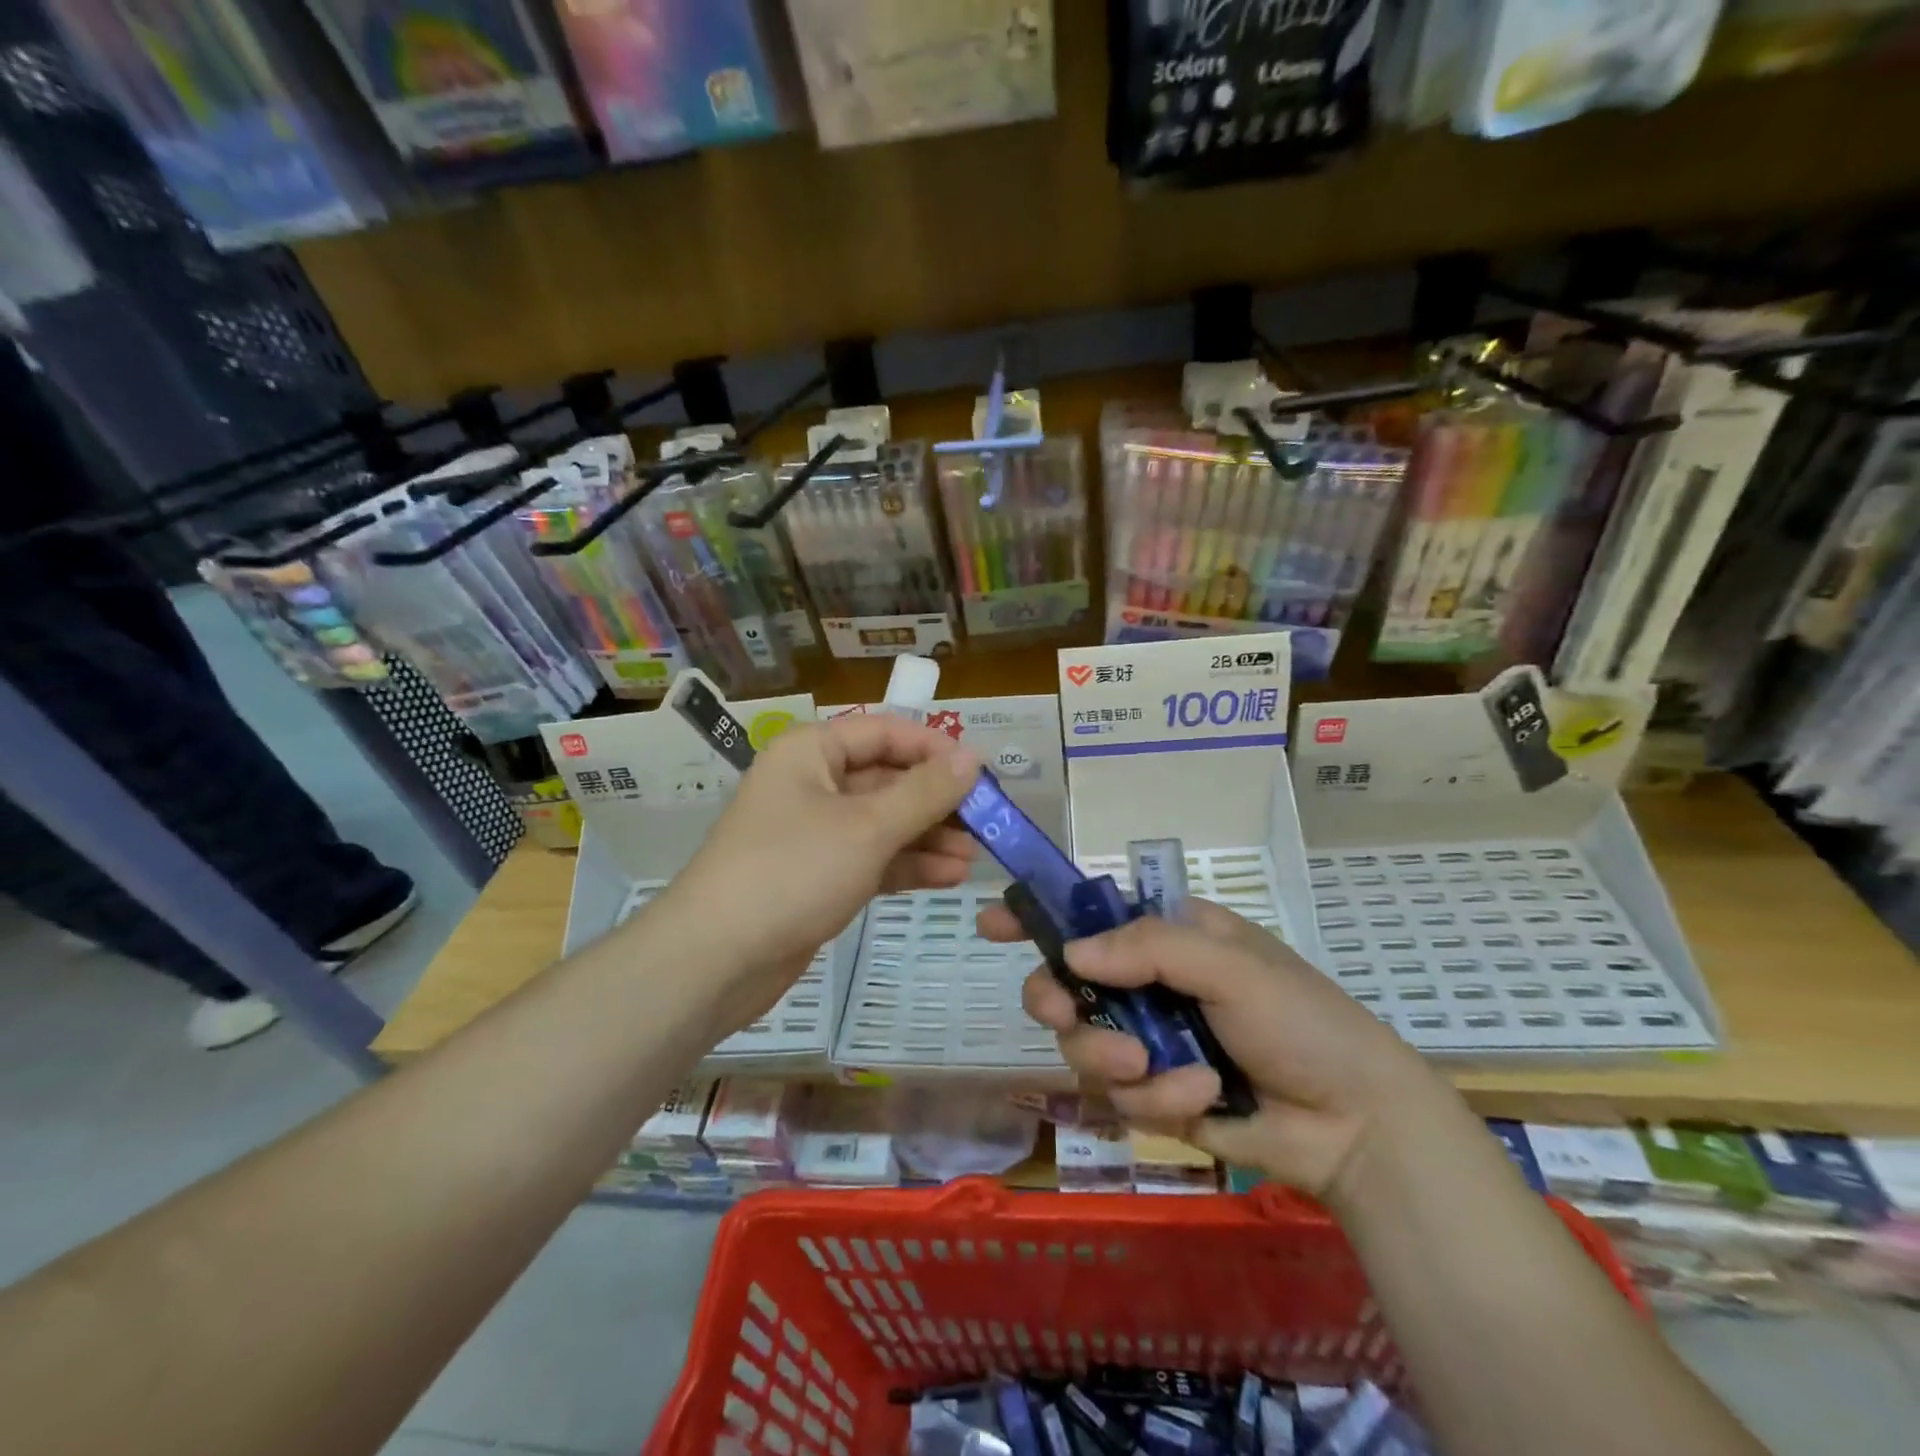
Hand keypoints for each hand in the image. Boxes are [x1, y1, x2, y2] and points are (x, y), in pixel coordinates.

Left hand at [663, 715, 979, 1032]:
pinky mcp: (818, 876)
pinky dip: (907, 865)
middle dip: (936, 801)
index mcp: (812, 752)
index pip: (884, 731)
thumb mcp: (868, 827)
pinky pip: (872, 858)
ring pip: (883, 822)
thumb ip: (925, 792)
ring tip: (975, 857)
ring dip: (928, 836)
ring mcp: (814, 833)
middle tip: (986, 822)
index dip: (934, 748)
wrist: (716, 960)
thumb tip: (973, 756)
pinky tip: (949, 877)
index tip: (980, 773)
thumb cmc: (792, 872)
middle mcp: (812, 784)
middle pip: (887, 779)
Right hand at [979, 897, 1442, 1199]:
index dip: (1038, 916)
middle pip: (1065, 985)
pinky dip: (1159, 1100)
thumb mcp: (1232, 966)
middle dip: (1060, 1003)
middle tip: (1065, 1016)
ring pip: (1083, 1046)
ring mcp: (1147, 1040)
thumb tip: (1071, 954)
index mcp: (1167, 936)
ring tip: (1170, 1072)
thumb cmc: (1301, 1021)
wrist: (1355, 1124)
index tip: (991, 922)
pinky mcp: (1154, 1095)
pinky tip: (1205, 1099)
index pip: (1089, 915)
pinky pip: (1120, 1096)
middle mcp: (1146, 984)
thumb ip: (1151, 948)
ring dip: (1118, 1061)